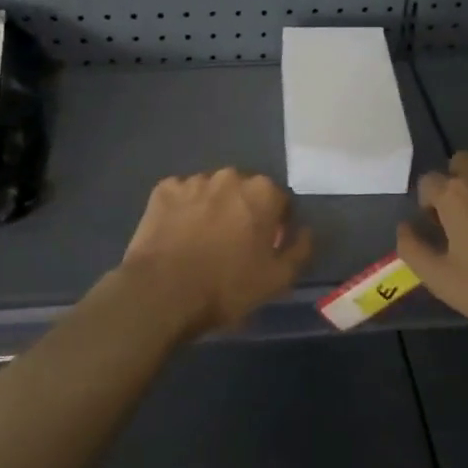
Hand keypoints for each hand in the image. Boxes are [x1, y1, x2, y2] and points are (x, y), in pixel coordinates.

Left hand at [118, 169, 313, 333]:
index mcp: (262, 192)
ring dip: (212, 208)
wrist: (162, 292)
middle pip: (244, 192)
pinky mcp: (163, 190)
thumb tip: (305, 232)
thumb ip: (299, 250)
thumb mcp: (277, 279)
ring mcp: (193, 180)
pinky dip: (182, 210)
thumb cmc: (227, 286)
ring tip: (202, 241)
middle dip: (243, 211)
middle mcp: (230, 176)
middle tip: (234, 244)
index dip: (276, 225)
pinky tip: (177, 235)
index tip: (266, 247)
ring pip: (211, 191)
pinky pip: (180, 196)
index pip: (279, 202)